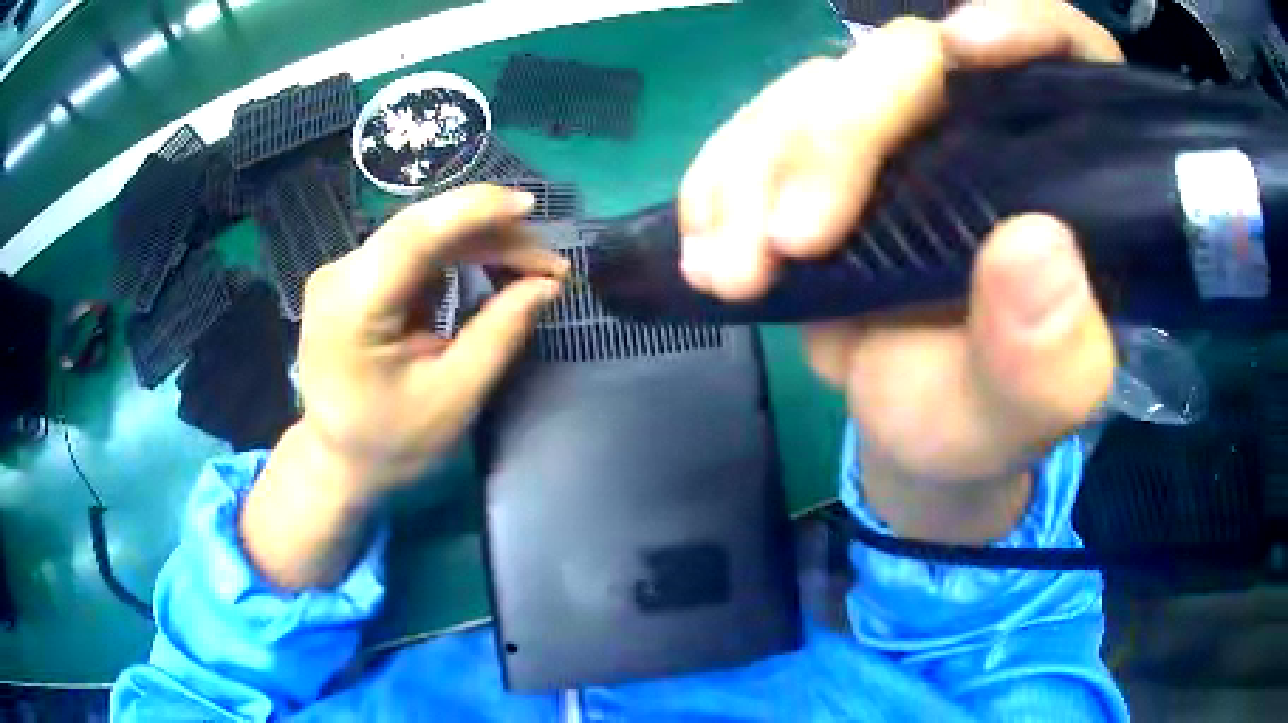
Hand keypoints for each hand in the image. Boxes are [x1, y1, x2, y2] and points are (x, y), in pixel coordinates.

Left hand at [242, 185, 567, 587]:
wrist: (338, 462)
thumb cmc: (391, 443)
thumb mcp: (454, 396)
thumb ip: (500, 333)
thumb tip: (547, 284)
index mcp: (352, 306)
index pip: (413, 234)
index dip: (473, 211)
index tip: (531, 208)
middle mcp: (339, 275)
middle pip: (422, 230)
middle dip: (491, 233)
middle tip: (548, 262)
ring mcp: (343, 274)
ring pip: (421, 236)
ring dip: (479, 243)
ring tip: (530, 265)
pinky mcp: (354, 279)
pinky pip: (413, 252)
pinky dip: (457, 255)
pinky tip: (491, 267)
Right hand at [678, 0, 1120, 541]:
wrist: (908, 430)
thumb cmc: (983, 419)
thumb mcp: (1027, 409)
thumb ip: (1050, 356)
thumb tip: (1035, 245)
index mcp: (1065, 172)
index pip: (1068, 51)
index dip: (1025, 24)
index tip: (968, 49)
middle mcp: (983, 128)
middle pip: (911, 57)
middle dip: (838, 135)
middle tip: (791, 243)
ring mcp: (897, 132)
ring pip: (816, 87)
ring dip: (755, 170)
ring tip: (734, 272)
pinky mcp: (823, 155)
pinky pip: (756, 126)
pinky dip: (719, 178)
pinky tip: (707, 245)